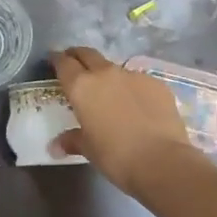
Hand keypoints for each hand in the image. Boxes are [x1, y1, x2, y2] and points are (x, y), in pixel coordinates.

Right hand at [50, 47, 191, 196]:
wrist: (162, 161)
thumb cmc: (115, 156)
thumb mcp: (88, 149)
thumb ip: (72, 140)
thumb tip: (55, 146)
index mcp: (81, 86)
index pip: (63, 63)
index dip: (57, 59)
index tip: (53, 60)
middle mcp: (105, 74)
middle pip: (87, 54)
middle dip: (79, 56)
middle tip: (75, 64)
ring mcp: (133, 76)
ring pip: (114, 68)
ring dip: (107, 75)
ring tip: (110, 92)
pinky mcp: (156, 84)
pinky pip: (138, 81)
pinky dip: (133, 89)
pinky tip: (138, 106)